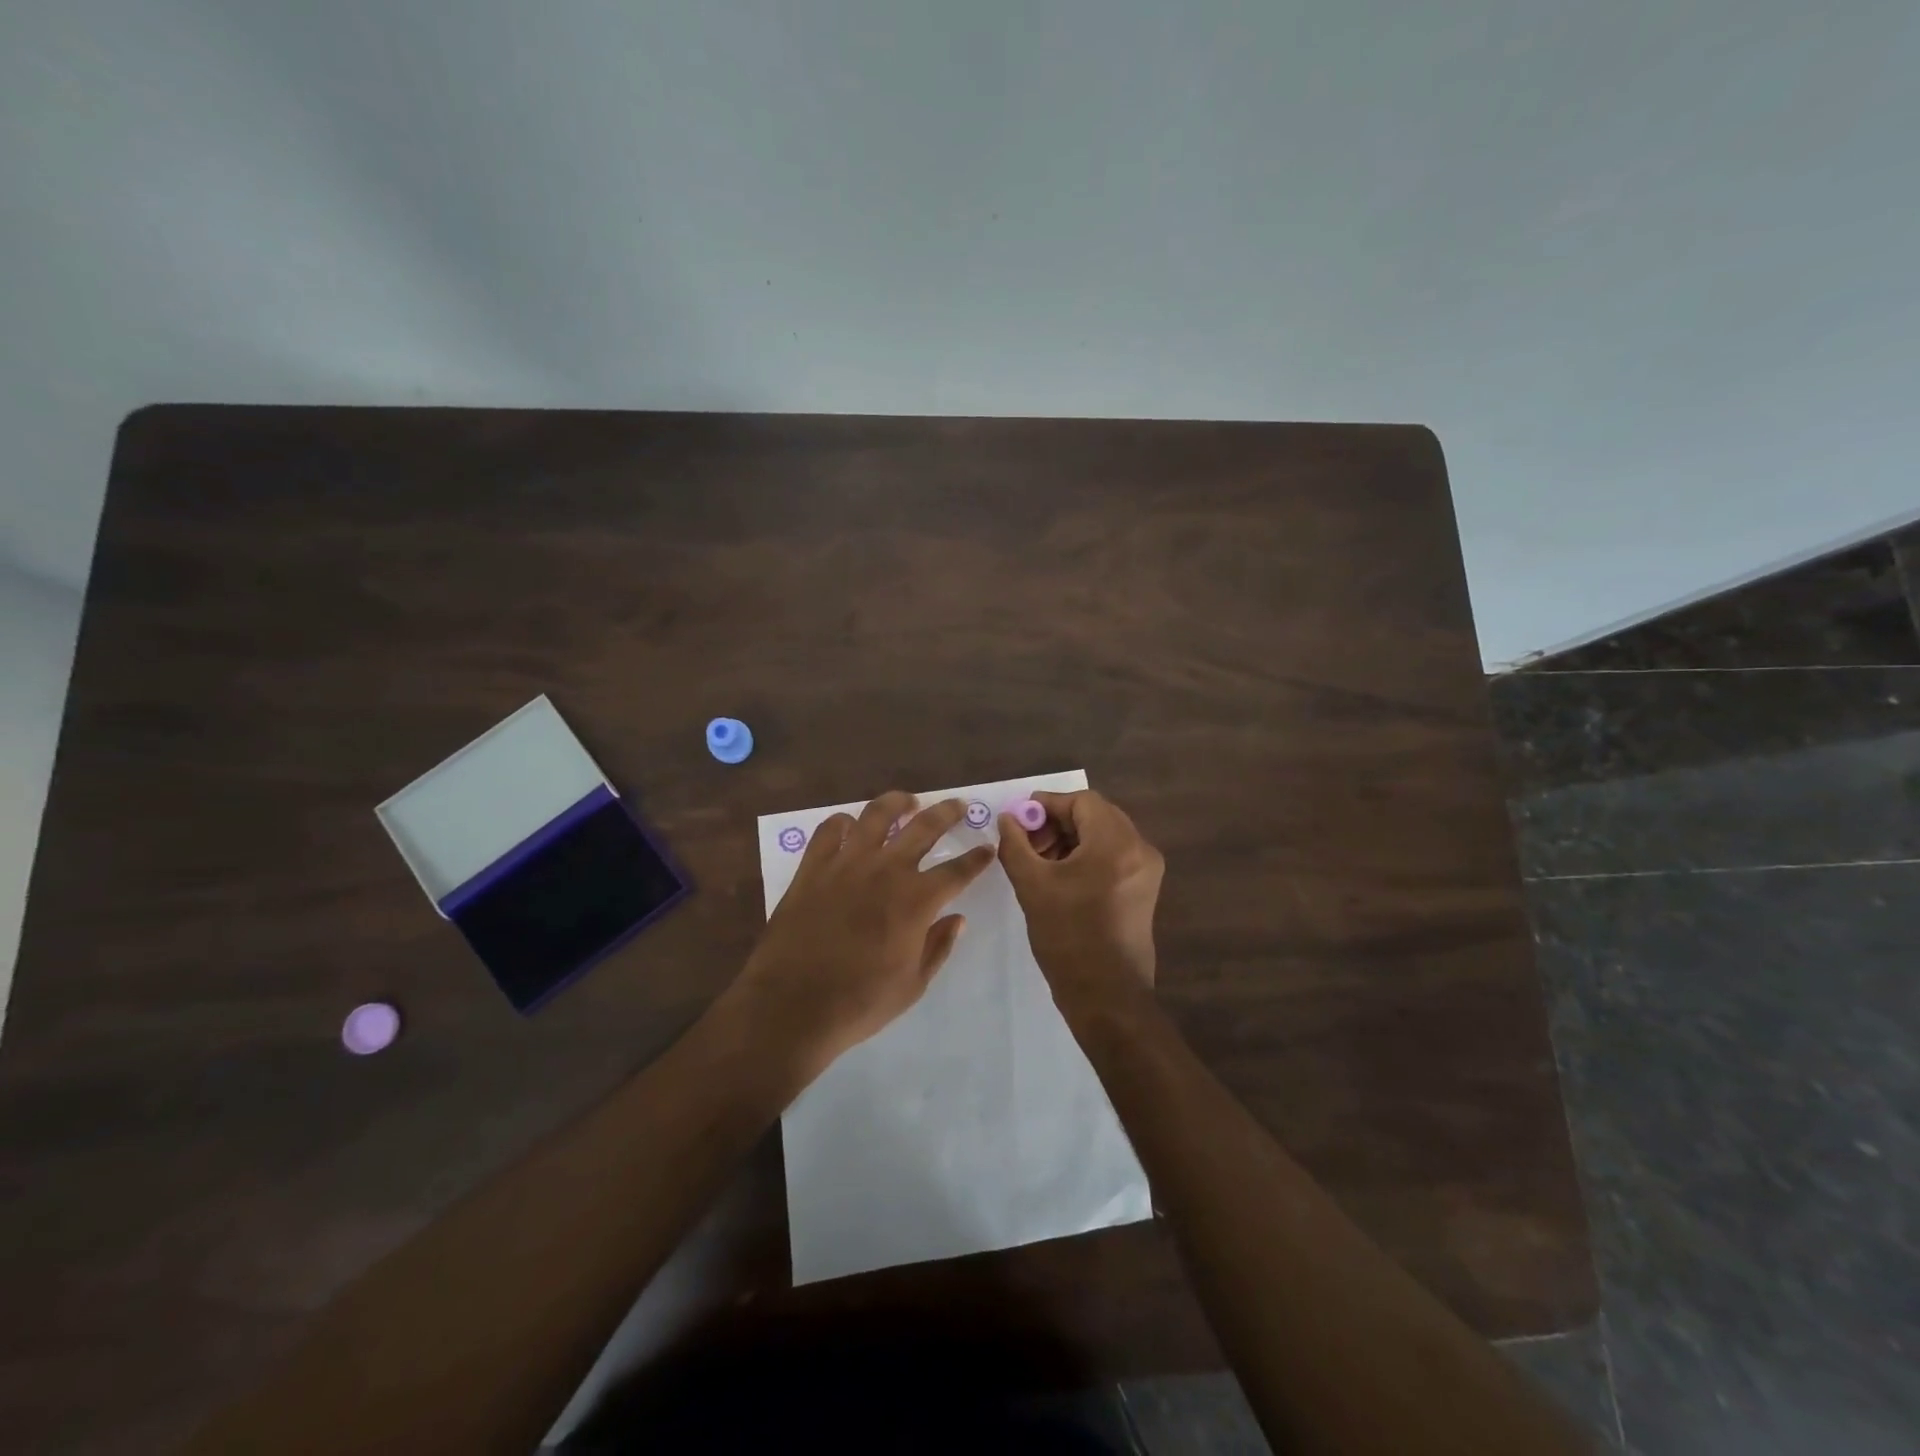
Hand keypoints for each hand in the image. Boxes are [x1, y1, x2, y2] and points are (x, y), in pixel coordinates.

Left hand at [733, 792, 994, 1078]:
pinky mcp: (813, 867)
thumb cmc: (859, 1002)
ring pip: (876, 815)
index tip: (988, 848)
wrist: (791, 1005)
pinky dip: (843, 823)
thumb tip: (957, 919)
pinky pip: (829, 830)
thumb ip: (938, 946)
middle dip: (947, 812)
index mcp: (916, 900)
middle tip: (958, 804)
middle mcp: (886, 870)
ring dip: (897, 803)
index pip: (958, 870)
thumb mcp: (913, 985)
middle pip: (924, 827)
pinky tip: (850, 826)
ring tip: (908, 801)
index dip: (977, 858)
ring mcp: (846, 863)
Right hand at [997, 790, 1163, 1009]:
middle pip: (1096, 815)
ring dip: (1070, 840)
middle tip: (1028, 843)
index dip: (1047, 805)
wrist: (1106, 996)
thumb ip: (1015, 844)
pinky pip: (1113, 856)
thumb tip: (1008, 819)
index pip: (1082, 801)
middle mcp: (1139, 849)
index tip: (1019, 820)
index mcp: (1116, 843)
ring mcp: (1146, 871)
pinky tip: (1061, 877)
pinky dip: (1086, 856)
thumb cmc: (1068, 937)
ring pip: (1104, 835)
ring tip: (1040, 862)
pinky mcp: (1144, 890)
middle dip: (1057, 823)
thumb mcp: (1032, 886)